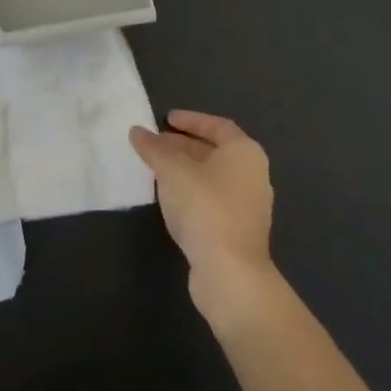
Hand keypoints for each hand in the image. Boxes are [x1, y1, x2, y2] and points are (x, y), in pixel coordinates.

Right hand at [130, 110, 278, 327]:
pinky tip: (169, 198)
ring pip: (212, 177)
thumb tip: (137, 131)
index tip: (166, 119)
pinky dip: (191, 192)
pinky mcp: (238, 231)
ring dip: (185, 170)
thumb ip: (154, 148)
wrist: (229, 272)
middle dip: (183, 146)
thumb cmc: (204, 207)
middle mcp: (252, 174)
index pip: (217, 126)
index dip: (191, 120)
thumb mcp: (172, 170)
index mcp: (244, 152)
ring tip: (156, 169)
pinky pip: (212, 199)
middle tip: (154, 144)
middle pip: (214, 151)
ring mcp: (248, 205)